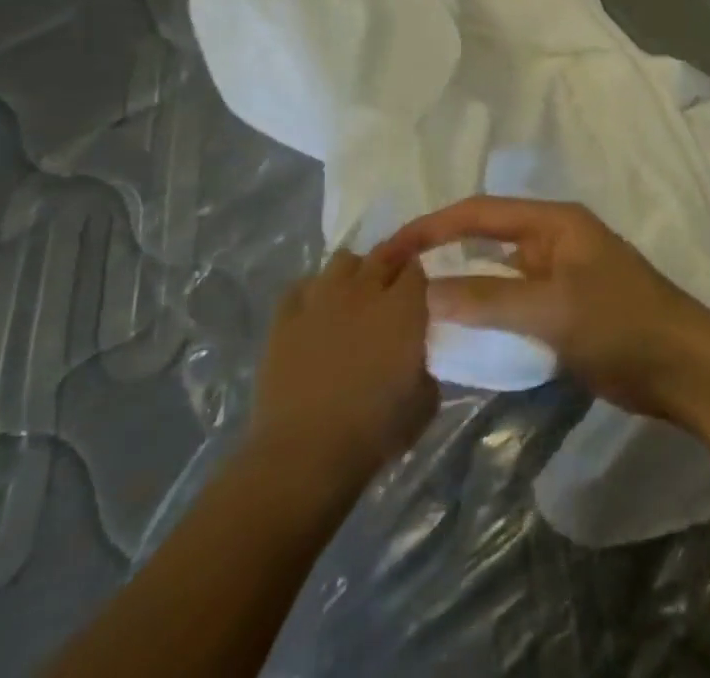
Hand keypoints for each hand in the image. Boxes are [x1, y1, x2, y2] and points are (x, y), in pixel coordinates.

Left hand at [245, 249, 437, 490]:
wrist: (304, 454)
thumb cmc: (374, 431)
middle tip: (391, 288)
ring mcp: (321, 300)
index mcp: (404, 306)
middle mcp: (364, 290)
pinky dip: (312, 292)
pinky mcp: (285, 319)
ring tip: (353, 295)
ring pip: (342, 260)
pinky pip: (300, 287)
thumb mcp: (424, 402)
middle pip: (382, 254)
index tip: (419, 293)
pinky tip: (315, 311)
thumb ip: (424, 367)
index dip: (418, 277)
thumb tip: (415, 359)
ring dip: (353, 272)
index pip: (416, 268)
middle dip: (390, 264)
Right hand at [378, 197, 709, 426]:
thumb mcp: (552, 308)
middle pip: (486, 239)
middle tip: (393, 283)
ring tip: (412, 311)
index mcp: (554, 222)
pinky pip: (511, 305)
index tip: (390, 251)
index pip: (480, 213)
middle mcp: (553, 240)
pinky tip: (455, 336)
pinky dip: (484, 315)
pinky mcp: (563, 311)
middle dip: (443, 255)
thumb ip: (489, 299)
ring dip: (461, 289)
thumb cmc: (621, 323)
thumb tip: (425, 293)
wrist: (681, 367)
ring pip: (496, 275)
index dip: (433, 227)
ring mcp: (559, 276)